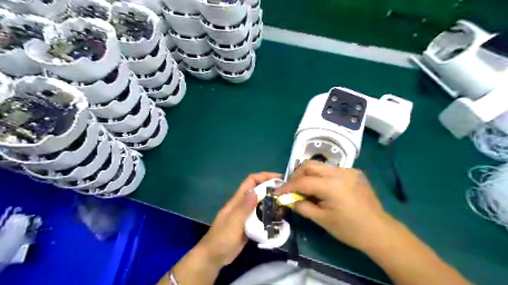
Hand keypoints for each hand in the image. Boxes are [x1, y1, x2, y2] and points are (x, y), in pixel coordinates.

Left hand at [195, 171, 281, 266]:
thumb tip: (255, 191)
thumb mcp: (233, 223)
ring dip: (271, 201)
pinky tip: (278, 219)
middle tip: (286, 192)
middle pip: (257, 190)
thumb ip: (243, 208)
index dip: (264, 176)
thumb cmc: (221, 238)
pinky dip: (269, 214)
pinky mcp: (249, 225)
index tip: (279, 178)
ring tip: (285, 204)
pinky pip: (260, 216)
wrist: (213, 257)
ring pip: (260, 203)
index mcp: (237, 201)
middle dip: (271, 188)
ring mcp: (246, 215)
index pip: (250, 181)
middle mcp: (242, 205)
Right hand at [276, 161, 388, 249]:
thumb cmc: (349, 229)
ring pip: (320, 166)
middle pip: (310, 165)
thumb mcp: (321, 220)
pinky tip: (322, 188)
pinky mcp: (354, 173)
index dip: (288, 187)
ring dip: (308, 174)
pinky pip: (331, 170)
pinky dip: (321, 176)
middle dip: (297, 175)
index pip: (302, 181)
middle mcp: (339, 172)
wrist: (379, 231)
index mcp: (331, 185)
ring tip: (304, 187)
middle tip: (291, 187)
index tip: (278, 192)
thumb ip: (302, 206)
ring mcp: (348, 170)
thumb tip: (289, 199)